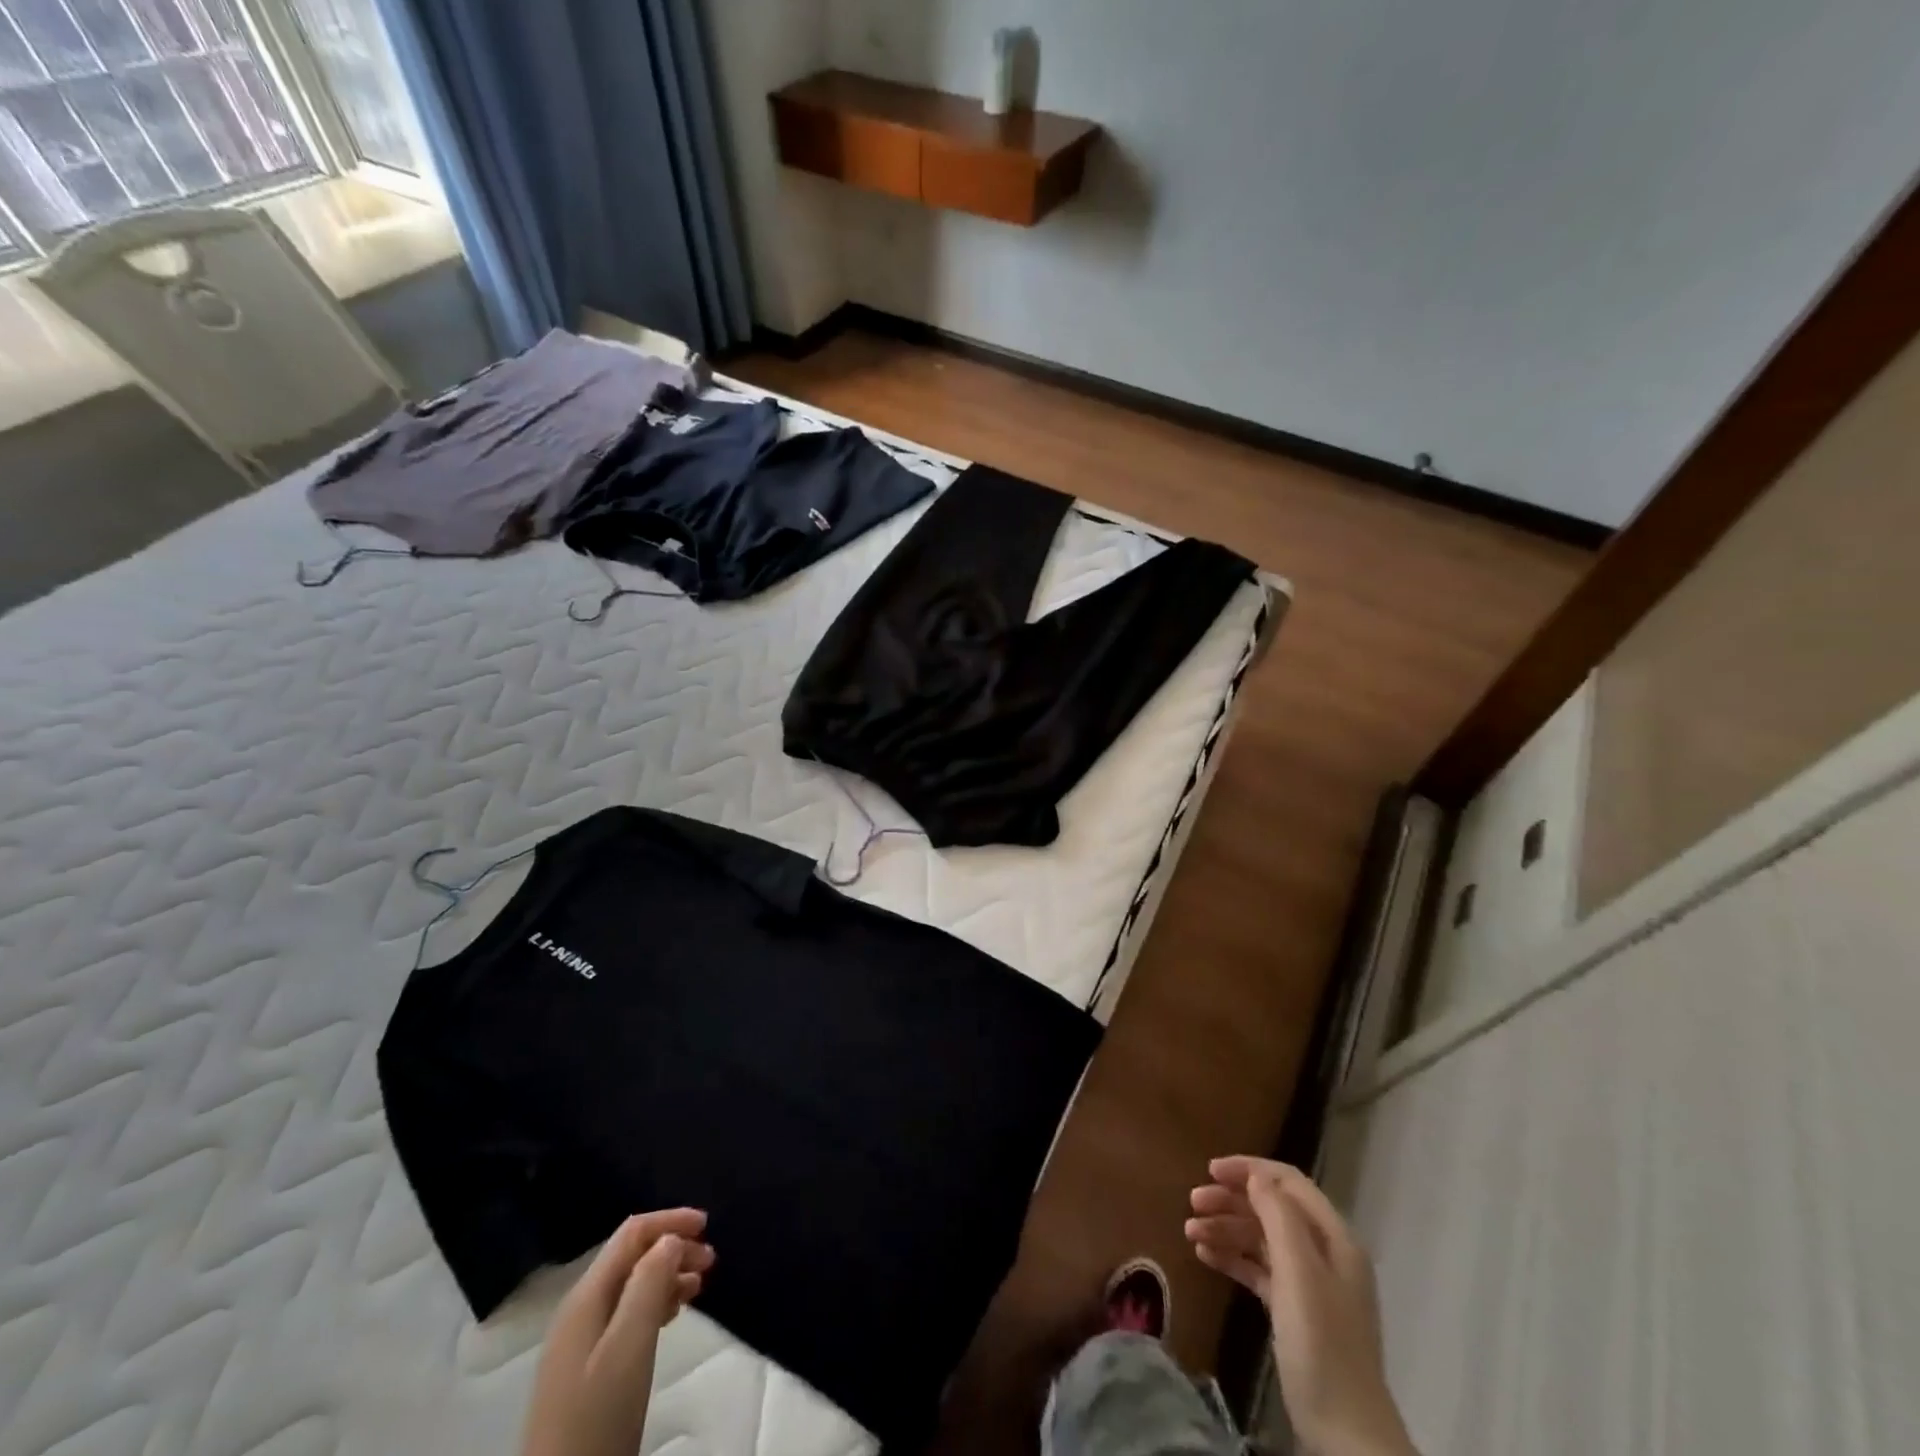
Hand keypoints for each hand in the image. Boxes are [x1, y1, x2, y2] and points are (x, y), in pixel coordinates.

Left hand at [521, 1209, 716, 1455]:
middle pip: (631, 1257)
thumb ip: (648, 1285)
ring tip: (700, 1286)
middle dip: (672, 1248)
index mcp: (586, 1297)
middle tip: (711, 1261)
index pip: (631, 1234)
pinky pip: (627, 1314)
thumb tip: (670, 1238)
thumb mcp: (630, 1347)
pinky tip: (672, 1315)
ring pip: (631, 1286)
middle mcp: (580, 1311)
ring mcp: (580, 1342)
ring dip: (667, 1275)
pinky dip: (655, 1302)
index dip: (670, 1221)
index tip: (708, 1225)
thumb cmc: (598, 1417)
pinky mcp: (587, 1370)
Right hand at [1187, 1158, 1413, 1455]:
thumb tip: (1255, 1177)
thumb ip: (1278, 1218)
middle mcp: (1324, 1254)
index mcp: (1334, 1238)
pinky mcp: (1294, 1312)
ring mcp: (1309, 1285)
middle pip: (1272, 1208)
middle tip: (1192, 1203)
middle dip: (1231, 1200)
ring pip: (1261, 1239)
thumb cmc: (1322, 1343)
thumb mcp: (1299, 1273)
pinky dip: (1232, 1258)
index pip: (1288, 1183)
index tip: (1209, 1170)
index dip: (1249, 1170)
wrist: (1345, 1434)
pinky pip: (1258, 1270)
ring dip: (1226, 1229)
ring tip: (1190, 1233)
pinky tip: (1205, 1257)